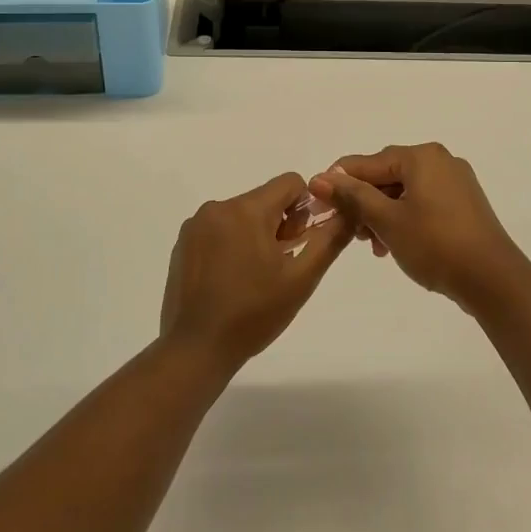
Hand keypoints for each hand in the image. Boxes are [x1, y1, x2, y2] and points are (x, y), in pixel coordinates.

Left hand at [160, 173, 353, 370]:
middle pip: (265, 199)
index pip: (289, 183)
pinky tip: (231, 279)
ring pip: (242, 214)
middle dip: (279, 224)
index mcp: (247, 209)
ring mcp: (196, 224)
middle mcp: (218, 207)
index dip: (304, 208)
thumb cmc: (254, 314)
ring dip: (255, 233)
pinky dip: (231, 243)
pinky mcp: (183, 242)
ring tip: (254, 276)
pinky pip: (218, 228)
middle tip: (279, 265)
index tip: (298, 241)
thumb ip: (329, 239)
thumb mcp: (302, 278)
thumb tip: (348, 211)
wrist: (197, 348)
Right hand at [310, 144, 530, 313]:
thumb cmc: (435, 244)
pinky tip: (395, 245)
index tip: (318, 206)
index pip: (367, 162)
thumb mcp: (387, 221)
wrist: (493, 279)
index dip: (339, 183)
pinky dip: (404, 219)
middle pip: (386, 176)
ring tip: (375, 247)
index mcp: (421, 156)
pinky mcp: (464, 204)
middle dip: (364, 203)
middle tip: (350, 233)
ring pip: (404, 192)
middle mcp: (439, 160)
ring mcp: (455, 182)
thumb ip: (352, 197)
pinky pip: (423, 203)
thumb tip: (319, 178)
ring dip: (383, 215)